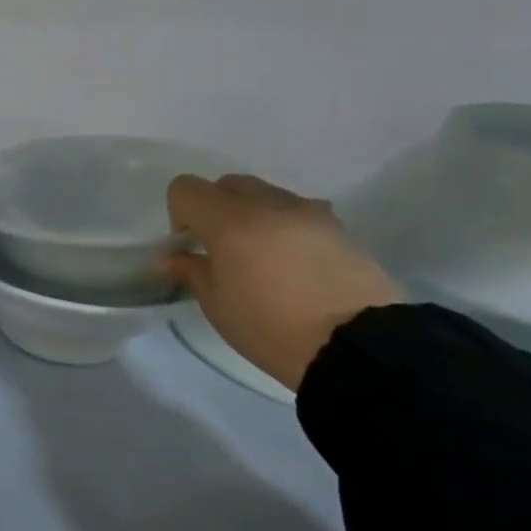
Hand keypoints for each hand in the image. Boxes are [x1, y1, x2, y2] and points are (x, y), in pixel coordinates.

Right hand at [165, 174, 401, 392]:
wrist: (357, 346)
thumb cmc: (272, 329)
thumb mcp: (218, 307)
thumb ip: (192, 272)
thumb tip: (173, 258)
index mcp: (230, 222)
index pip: (186, 188)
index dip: (179, 214)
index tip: (190, 247)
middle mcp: (269, 205)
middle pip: (228, 184)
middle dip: (216, 209)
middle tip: (222, 251)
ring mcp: (309, 212)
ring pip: (266, 195)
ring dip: (253, 216)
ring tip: (262, 259)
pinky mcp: (339, 227)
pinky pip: (299, 213)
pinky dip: (285, 228)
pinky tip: (295, 266)